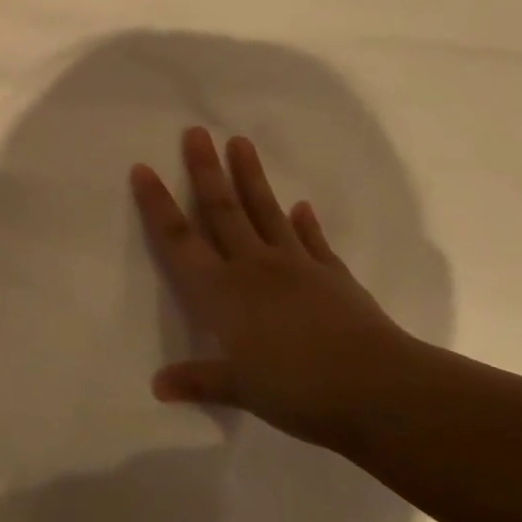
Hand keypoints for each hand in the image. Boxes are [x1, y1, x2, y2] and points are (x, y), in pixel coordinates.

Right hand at [131, 127, 420, 449]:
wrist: (378, 388)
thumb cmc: (297, 389)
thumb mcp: (240, 389)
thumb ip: (198, 381)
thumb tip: (158, 386)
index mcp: (222, 292)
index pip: (179, 240)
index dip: (158, 205)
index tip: (144, 168)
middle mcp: (253, 267)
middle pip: (222, 210)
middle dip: (205, 170)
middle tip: (196, 132)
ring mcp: (297, 265)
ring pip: (265, 212)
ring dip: (250, 177)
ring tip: (241, 143)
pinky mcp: (332, 275)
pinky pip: (312, 240)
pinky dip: (305, 223)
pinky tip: (302, 206)